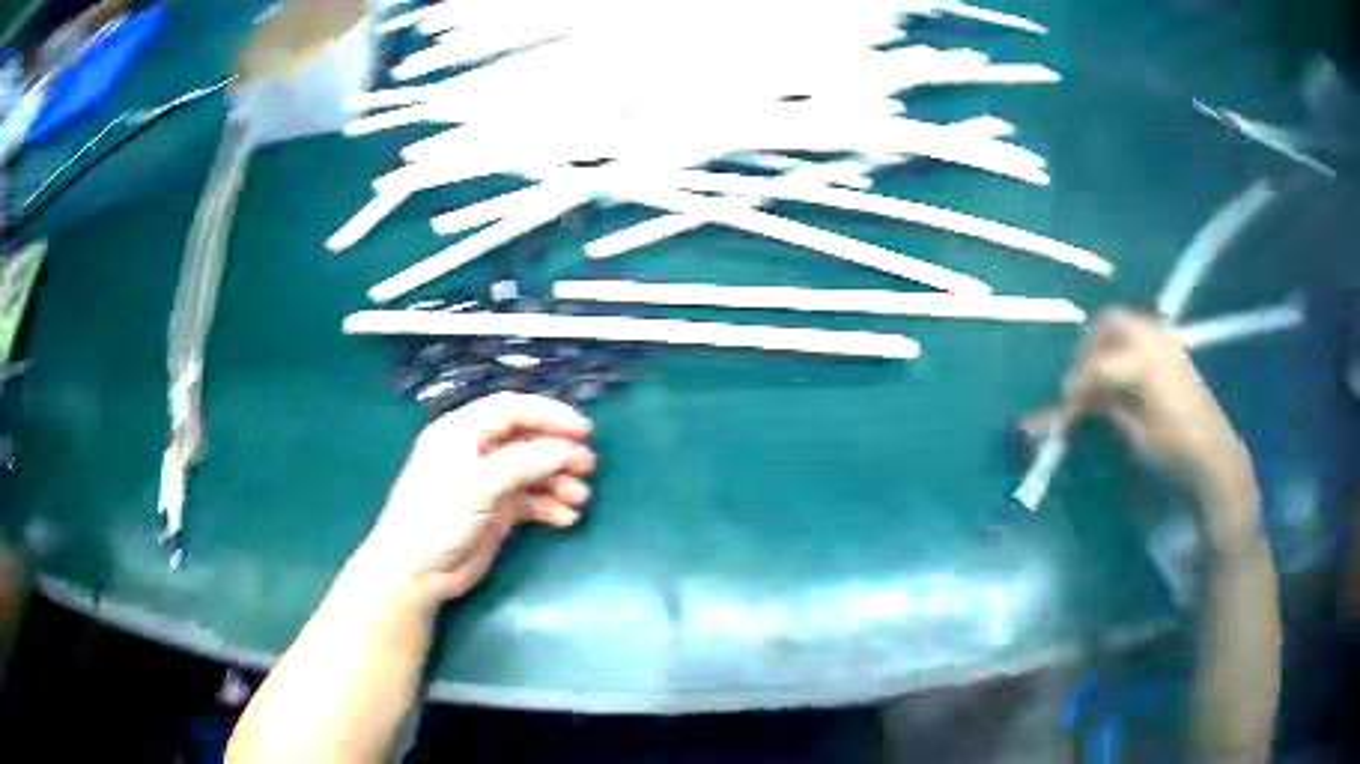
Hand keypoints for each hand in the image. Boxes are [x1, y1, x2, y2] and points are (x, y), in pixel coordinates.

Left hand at [358, 392, 596, 603]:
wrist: (416, 572)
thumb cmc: (438, 516)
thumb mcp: (479, 483)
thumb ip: (524, 462)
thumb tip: (568, 450)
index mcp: (462, 431)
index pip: (511, 410)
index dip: (549, 415)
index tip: (583, 430)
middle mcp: (476, 451)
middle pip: (526, 440)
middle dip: (558, 451)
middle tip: (589, 466)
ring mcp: (487, 483)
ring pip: (532, 472)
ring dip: (558, 482)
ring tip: (579, 498)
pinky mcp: (496, 512)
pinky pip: (531, 501)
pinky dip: (550, 506)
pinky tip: (566, 519)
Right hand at [1026, 309, 1259, 546]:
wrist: (1214, 451)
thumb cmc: (1175, 448)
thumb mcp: (1137, 434)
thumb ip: (1108, 408)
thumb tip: (1080, 401)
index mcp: (1144, 363)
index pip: (1098, 366)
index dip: (1076, 386)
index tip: (1064, 408)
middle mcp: (1154, 340)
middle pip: (1109, 323)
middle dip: (1088, 347)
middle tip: (1078, 378)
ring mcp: (1166, 339)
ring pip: (1125, 322)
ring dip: (1105, 343)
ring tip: (1097, 375)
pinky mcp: (1174, 348)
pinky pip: (1141, 331)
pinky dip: (1124, 345)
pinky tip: (1121, 373)